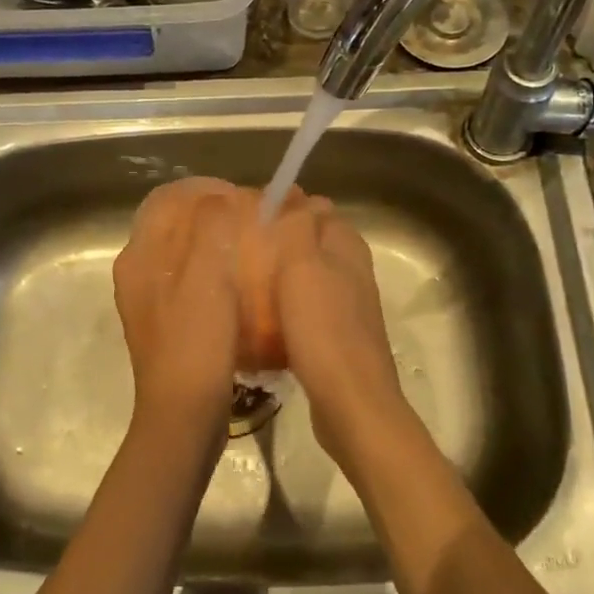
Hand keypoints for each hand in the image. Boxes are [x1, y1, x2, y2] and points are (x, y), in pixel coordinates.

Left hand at [113, 177, 244, 438]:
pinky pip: (188, 276)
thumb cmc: (195, 343)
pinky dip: (213, 266)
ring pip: (182, 248)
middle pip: (173, 220)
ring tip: (250, 243)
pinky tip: (240, 280)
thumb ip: (210, 229)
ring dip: (213, 238)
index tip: (242, 198)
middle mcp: (137, 270)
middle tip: (250, 217)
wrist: (182, 416)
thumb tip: (220, 199)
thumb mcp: (206, 278)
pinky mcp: (165, 320)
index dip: (205, 189)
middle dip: (212, 211)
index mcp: (140, 255)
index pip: (167, 198)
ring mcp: (149, 297)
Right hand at [266, 193, 409, 466]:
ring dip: (281, 276)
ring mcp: (348, 306)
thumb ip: (298, 225)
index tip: (249, 215)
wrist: (350, 402)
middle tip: (240, 248)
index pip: (316, 208)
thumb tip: (295, 192)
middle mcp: (352, 270)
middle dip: (280, 240)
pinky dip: (286, 308)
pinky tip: (262, 321)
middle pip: (311, 242)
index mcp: (347, 246)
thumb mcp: (303, 266)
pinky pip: (307, 309)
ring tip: (244, 281)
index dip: (285, 206)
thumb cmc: (323, 327)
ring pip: (308, 277)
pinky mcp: (339, 337)